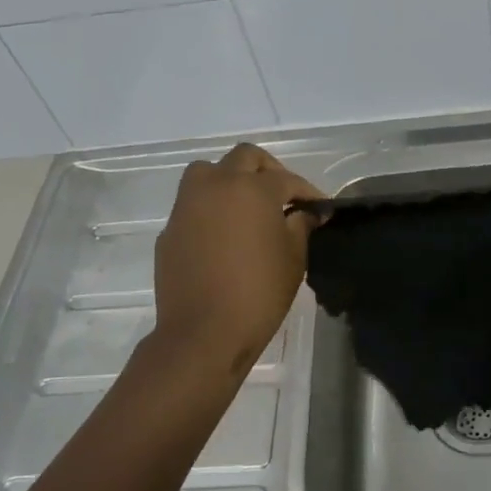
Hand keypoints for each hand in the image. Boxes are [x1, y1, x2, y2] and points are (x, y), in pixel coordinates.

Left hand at [152, 144, 323, 374]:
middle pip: (244, 157)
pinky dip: (211, 209)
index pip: (286, 179)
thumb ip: (301, 225)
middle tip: (284, 196)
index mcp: (251, 189)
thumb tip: (306, 212)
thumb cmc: (258, 292)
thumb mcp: (293, 258)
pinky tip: (224, 236)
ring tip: (247, 206)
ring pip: (208, 172)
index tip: (320, 208)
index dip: (307, 192)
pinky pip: (193, 205)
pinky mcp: (170, 230)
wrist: (203, 333)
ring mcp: (187, 206)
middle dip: (268, 170)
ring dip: (230, 180)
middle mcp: (216, 186)